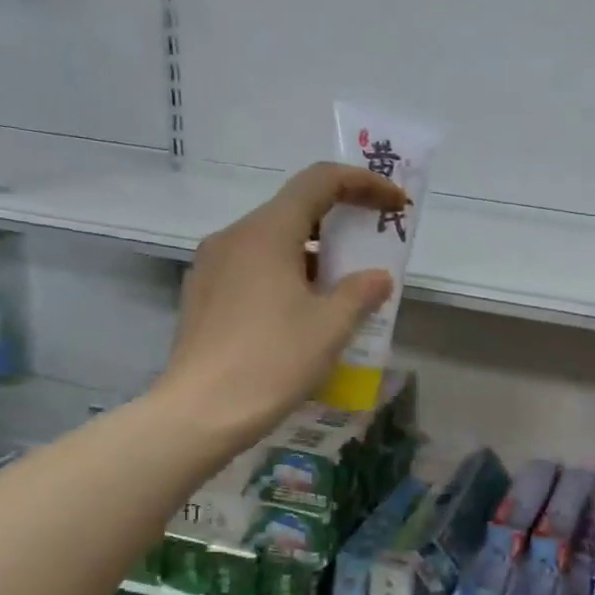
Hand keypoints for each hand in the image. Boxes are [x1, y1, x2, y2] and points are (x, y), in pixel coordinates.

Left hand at [164, 163, 404, 445]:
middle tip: (370, 251)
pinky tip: (300, 315)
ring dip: (311, 256)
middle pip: (294, 210)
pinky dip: (284, 277)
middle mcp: (234, 237)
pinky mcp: (202, 296)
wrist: (200, 413)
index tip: (394, 203)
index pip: (320, 181)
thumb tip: (377, 278)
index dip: (363, 183)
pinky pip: (252, 269)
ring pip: (271, 243)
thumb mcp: (330, 327)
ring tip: (340, 292)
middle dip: (339, 225)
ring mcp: (211, 266)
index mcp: (267, 232)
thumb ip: (360, 293)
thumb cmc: (272, 361)